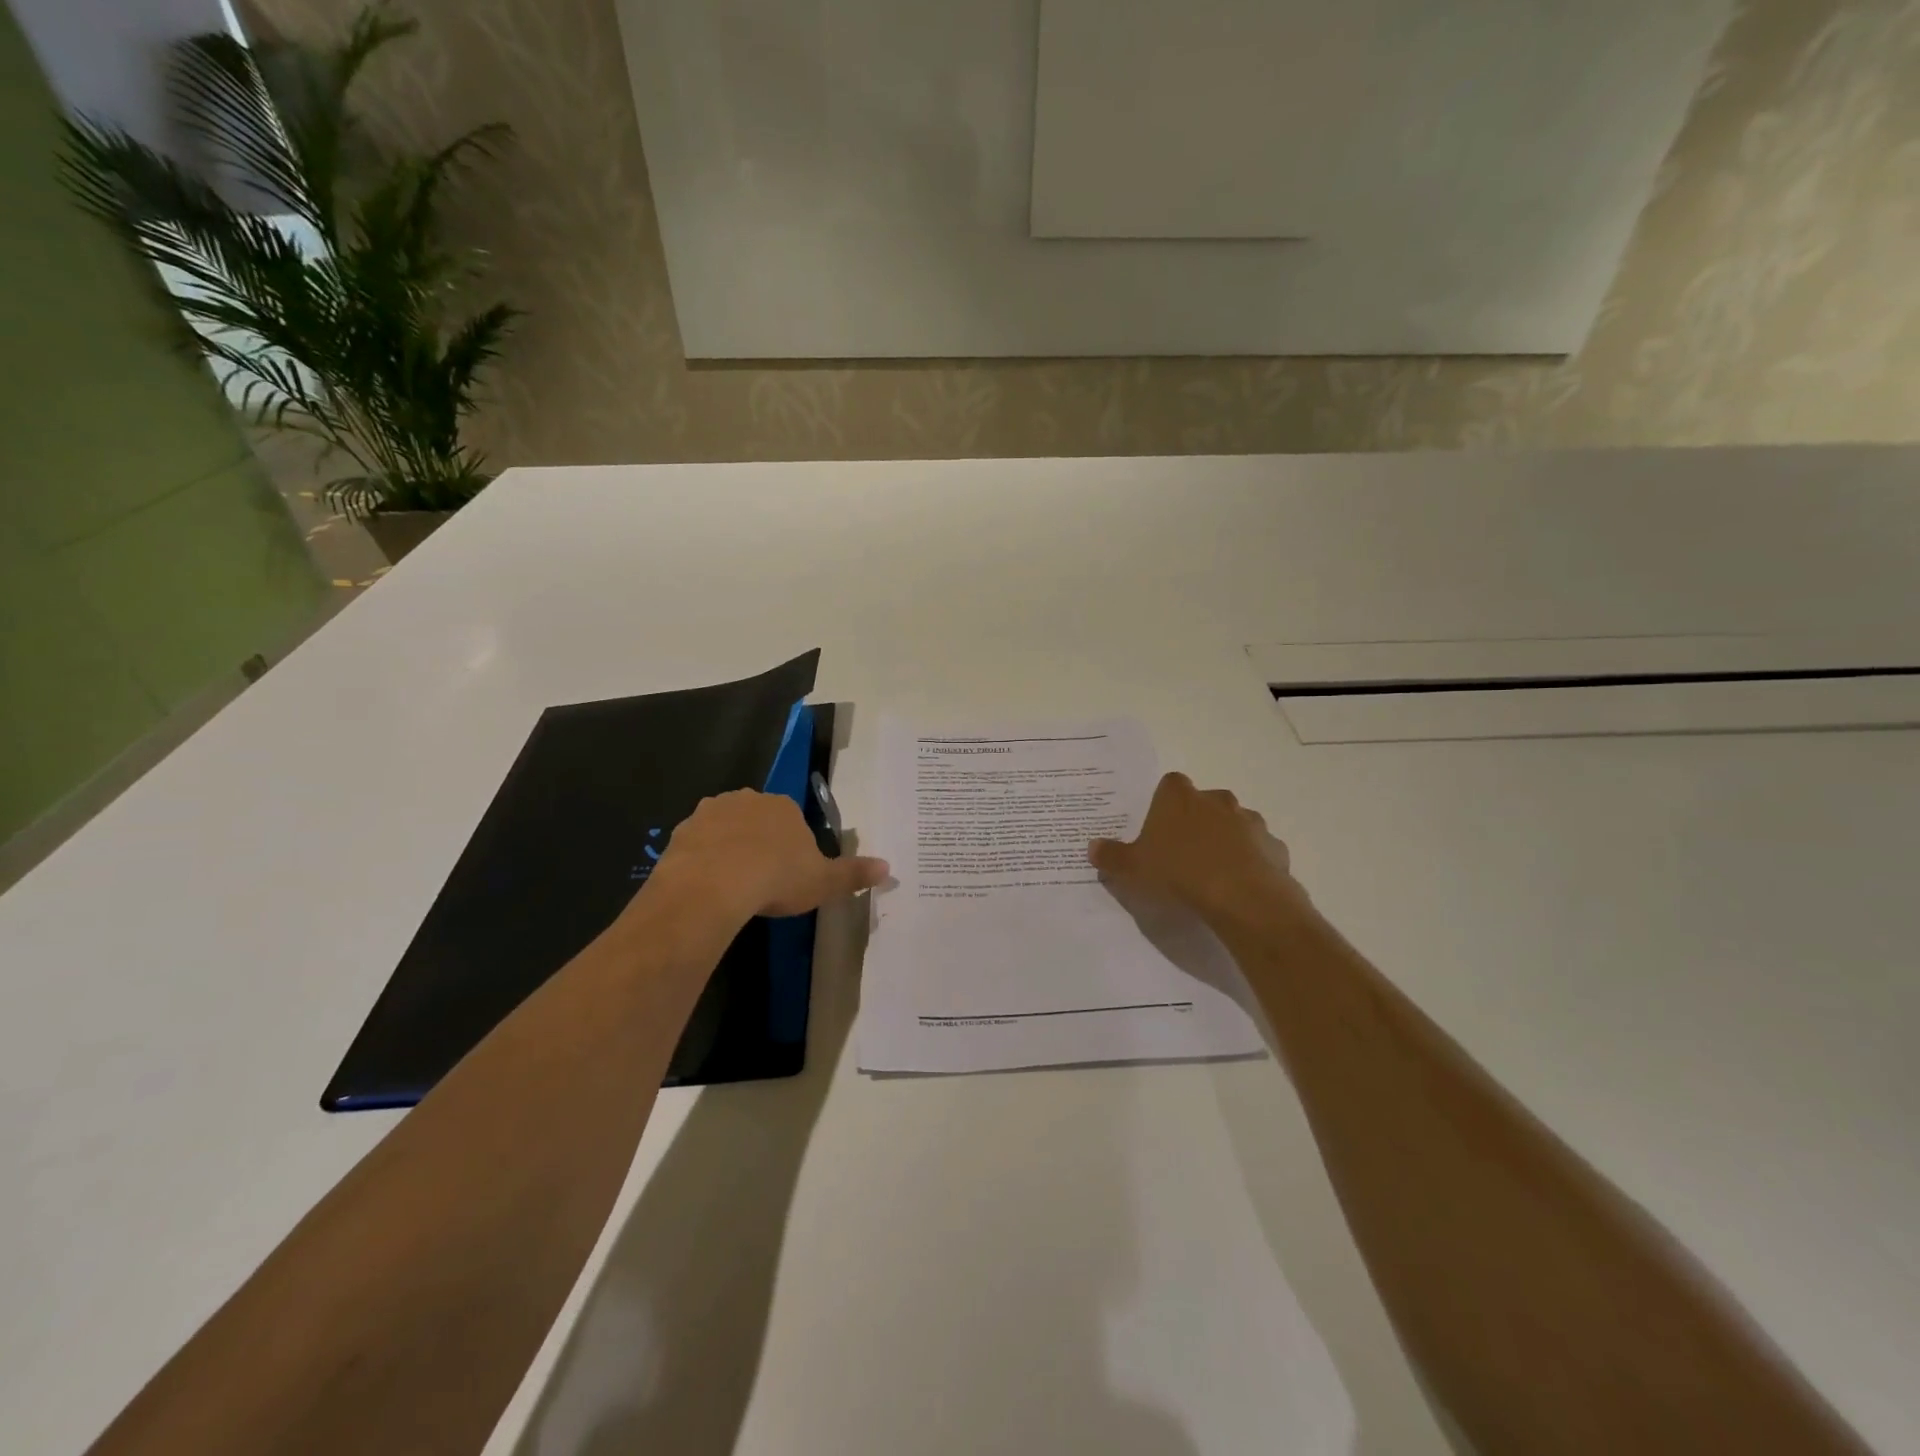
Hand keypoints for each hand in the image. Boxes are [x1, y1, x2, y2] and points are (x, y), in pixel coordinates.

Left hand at [649, 789, 888, 922]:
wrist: (712, 886)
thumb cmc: (776, 878)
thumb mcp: (823, 882)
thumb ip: (854, 874)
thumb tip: (889, 868)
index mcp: (784, 807)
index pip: (792, 819)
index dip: (792, 846)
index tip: (790, 873)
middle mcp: (747, 799)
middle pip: (758, 819)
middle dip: (760, 842)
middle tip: (762, 879)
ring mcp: (710, 812)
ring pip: (725, 828)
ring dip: (729, 847)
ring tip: (732, 885)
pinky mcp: (682, 831)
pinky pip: (697, 843)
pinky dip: (703, 859)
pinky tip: (707, 885)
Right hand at [1089, 772, 1304, 928]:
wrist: (1242, 898)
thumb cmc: (1179, 873)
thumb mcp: (1133, 868)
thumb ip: (1111, 856)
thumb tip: (1092, 846)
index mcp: (1179, 798)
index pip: (1170, 784)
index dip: (1165, 802)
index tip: (1159, 825)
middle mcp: (1216, 800)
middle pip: (1204, 801)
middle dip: (1196, 820)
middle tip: (1183, 850)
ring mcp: (1249, 822)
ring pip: (1235, 823)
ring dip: (1226, 839)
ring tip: (1212, 871)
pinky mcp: (1273, 847)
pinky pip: (1258, 849)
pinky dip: (1250, 861)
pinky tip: (1240, 885)